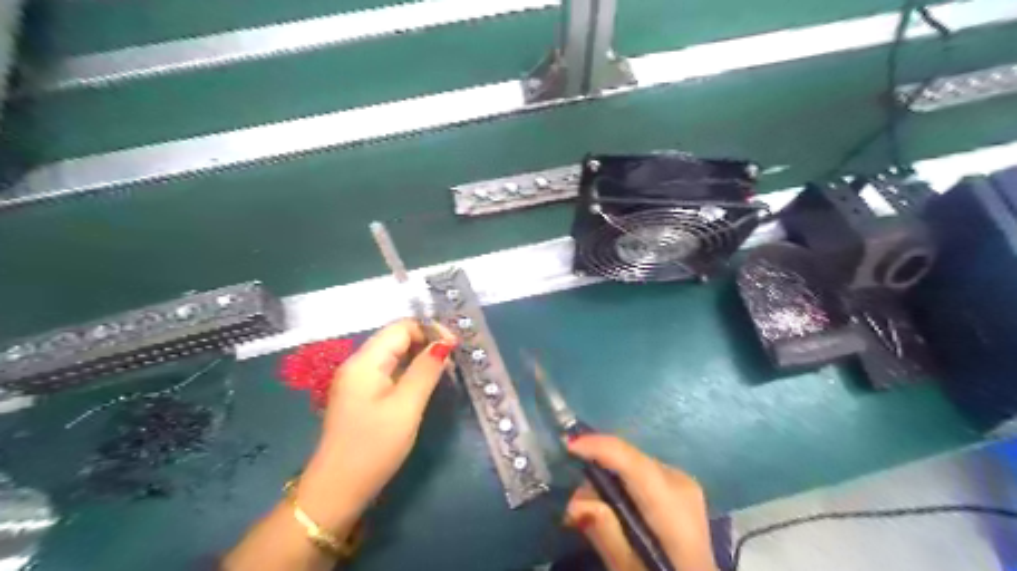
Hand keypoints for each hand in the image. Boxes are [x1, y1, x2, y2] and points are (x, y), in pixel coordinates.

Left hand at [295, 324, 451, 533]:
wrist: (337, 490)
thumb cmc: (373, 447)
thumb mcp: (406, 407)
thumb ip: (425, 371)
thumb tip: (444, 343)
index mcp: (365, 361)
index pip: (401, 327)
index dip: (430, 330)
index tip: (455, 347)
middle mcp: (358, 364)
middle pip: (396, 338)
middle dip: (426, 342)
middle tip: (453, 362)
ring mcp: (357, 380)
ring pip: (394, 354)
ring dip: (419, 357)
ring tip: (444, 372)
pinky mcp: (361, 395)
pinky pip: (389, 371)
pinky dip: (409, 371)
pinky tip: (424, 384)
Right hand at [563, 436, 713, 569]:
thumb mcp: (633, 569)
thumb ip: (607, 535)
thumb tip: (575, 502)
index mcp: (673, 503)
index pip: (631, 461)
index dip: (597, 446)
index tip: (566, 445)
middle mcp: (679, 481)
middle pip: (627, 459)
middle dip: (595, 470)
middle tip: (570, 503)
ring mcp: (681, 481)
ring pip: (631, 463)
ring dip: (605, 479)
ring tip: (586, 511)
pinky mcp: (678, 487)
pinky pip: (640, 472)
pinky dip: (619, 483)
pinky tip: (608, 507)